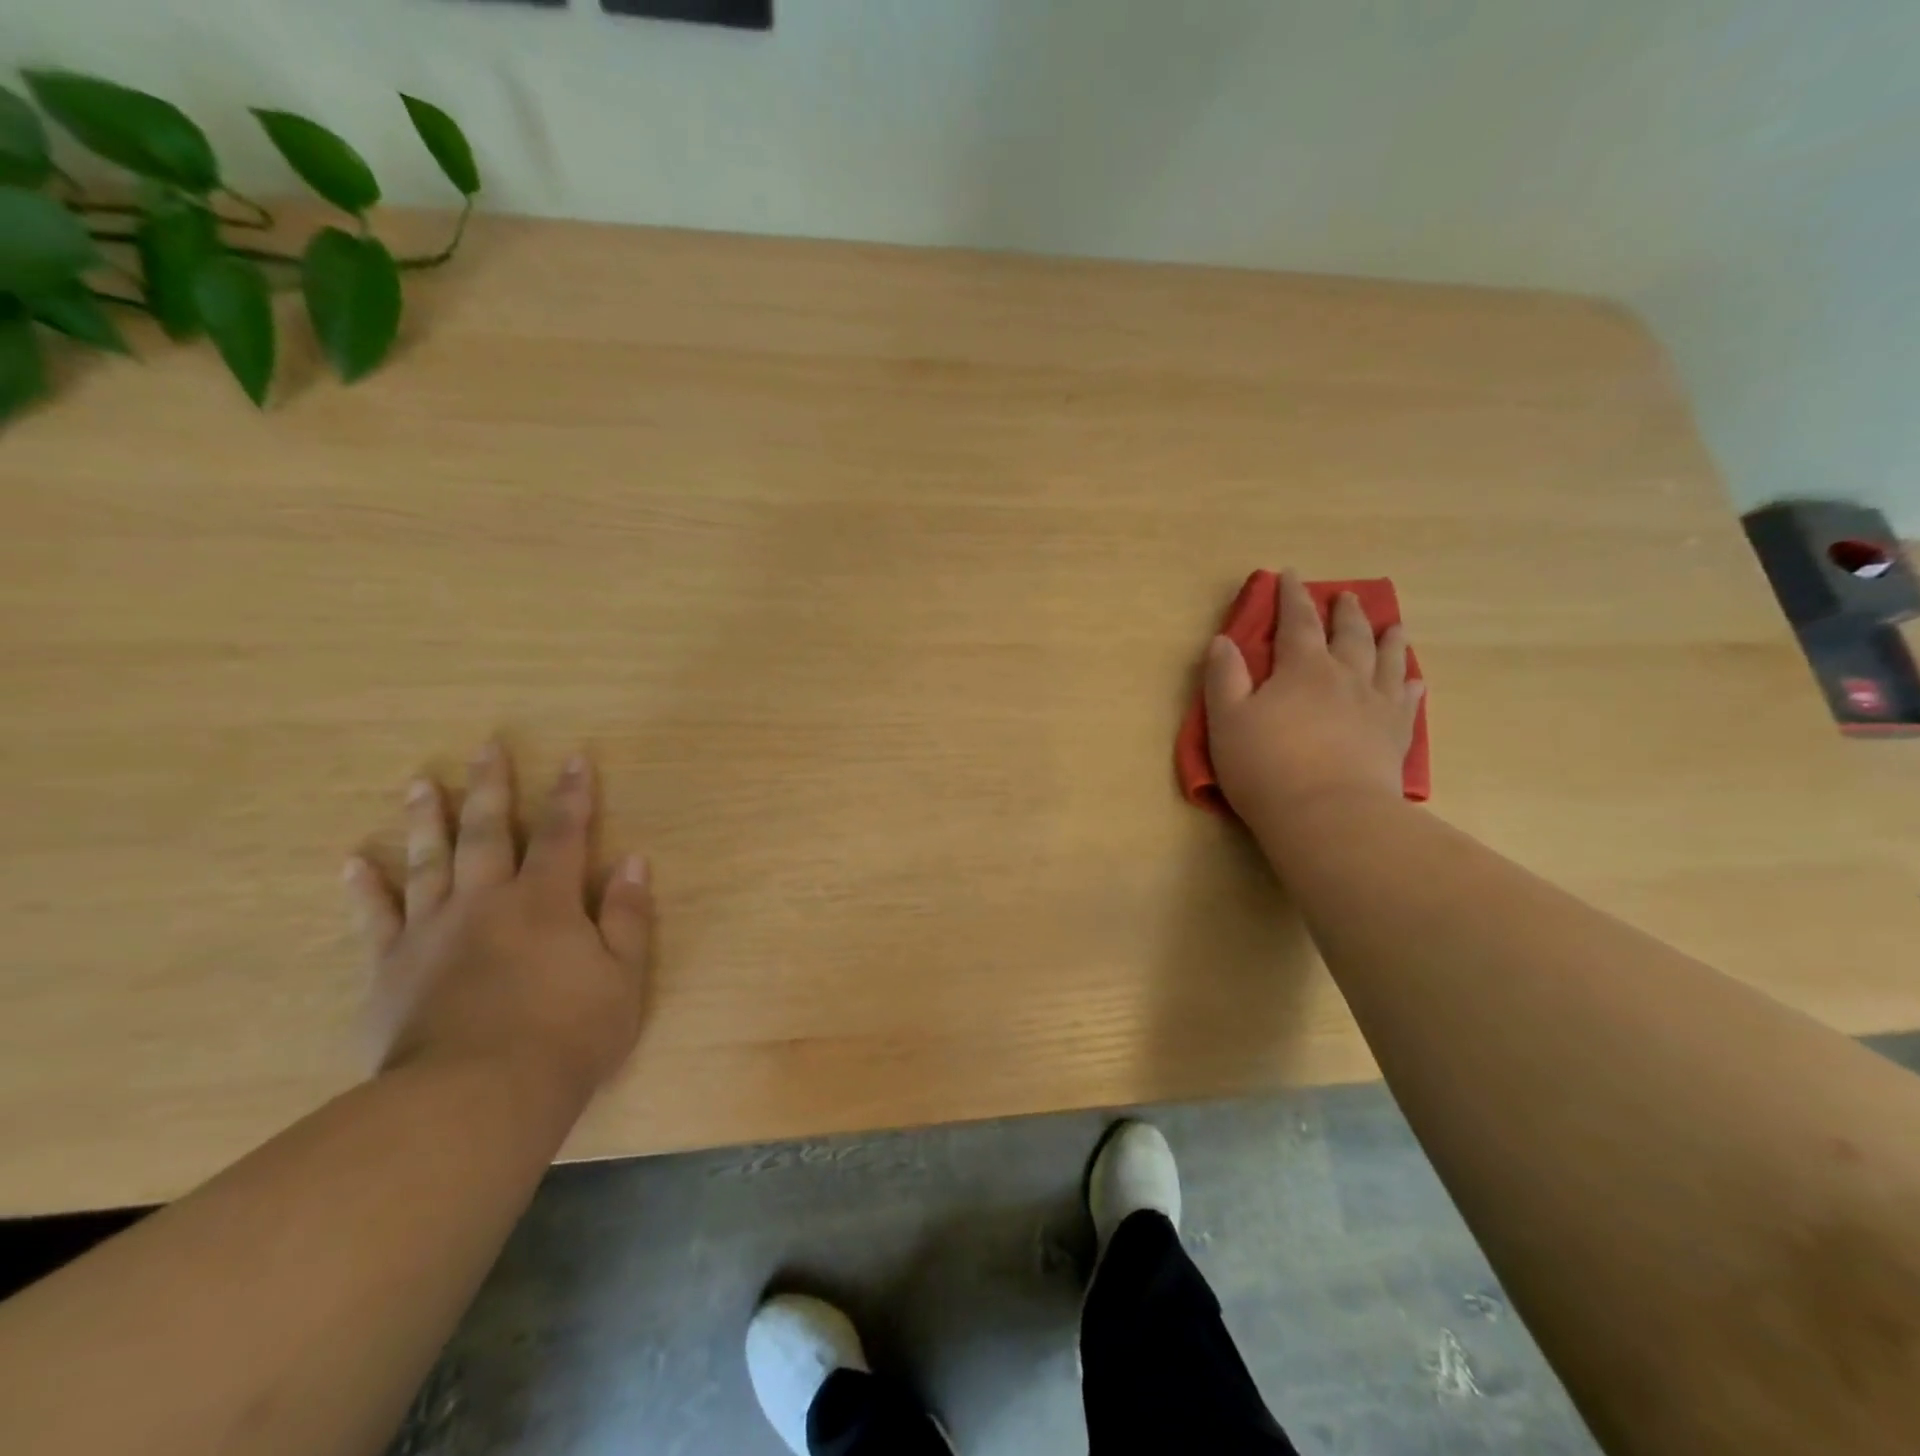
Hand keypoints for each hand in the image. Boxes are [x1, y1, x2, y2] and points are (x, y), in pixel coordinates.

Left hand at [342, 741, 652, 1102]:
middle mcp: (487, 902)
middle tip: (485, 747)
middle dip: (491, 787)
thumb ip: (628, 916)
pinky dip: (365, 889)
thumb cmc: (567, 1035)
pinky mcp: (391, 970)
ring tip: (419, 784)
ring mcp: (432, 932)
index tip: (574, 759)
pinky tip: (353, 862)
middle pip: (489, 832)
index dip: (573, 796)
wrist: (475, 1099)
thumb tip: (632, 861)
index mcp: (547, 902)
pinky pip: (375, 919)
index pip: (565, 834)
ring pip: (428, 862)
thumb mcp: (624, 977)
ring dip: (426, 819)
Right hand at [1204, 569, 1423, 827]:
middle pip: (1349, 634)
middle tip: (1346, 596)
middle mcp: (1345, 676)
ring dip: (1388, 638)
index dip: (1291, 596)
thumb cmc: (1267, 766)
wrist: (1330, 815)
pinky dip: (1409, 685)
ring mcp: (1376, 705)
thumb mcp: (1227, 721)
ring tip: (1392, 625)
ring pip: (1386, 660)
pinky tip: (1413, 681)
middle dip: (1344, 612)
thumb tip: (1223, 640)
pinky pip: (1407, 701)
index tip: (1290, 574)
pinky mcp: (1395, 736)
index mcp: (1302, 668)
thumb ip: (1224, 677)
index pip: (1297, 621)